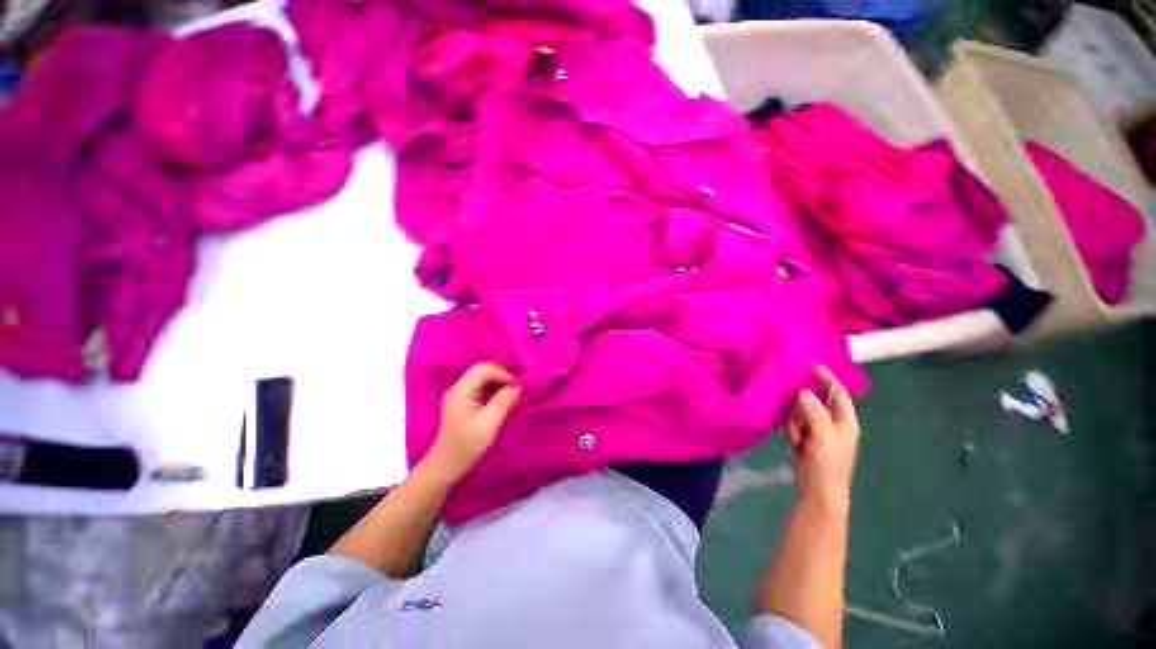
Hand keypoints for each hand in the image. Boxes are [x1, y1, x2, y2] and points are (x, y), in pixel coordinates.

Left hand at [426, 362, 521, 482]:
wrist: (447, 466)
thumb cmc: (467, 445)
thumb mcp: (489, 423)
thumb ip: (504, 401)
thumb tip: (519, 384)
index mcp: (461, 391)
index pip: (483, 369)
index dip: (502, 373)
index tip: (516, 387)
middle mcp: (459, 388)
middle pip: (483, 371)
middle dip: (502, 376)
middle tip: (516, 389)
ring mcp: (461, 394)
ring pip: (483, 378)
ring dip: (499, 383)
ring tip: (512, 394)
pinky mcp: (465, 402)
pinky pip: (482, 388)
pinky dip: (495, 390)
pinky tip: (503, 399)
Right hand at [787, 366, 860, 503]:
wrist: (819, 492)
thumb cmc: (826, 463)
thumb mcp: (822, 434)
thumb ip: (814, 411)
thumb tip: (804, 392)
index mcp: (846, 421)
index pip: (839, 392)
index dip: (828, 378)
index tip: (812, 365)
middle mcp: (836, 424)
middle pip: (817, 402)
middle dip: (804, 407)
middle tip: (797, 418)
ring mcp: (822, 433)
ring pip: (804, 414)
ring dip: (797, 422)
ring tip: (797, 438)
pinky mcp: (810, 441)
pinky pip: (798, 425)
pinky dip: (794, 431)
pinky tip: (794, 443)